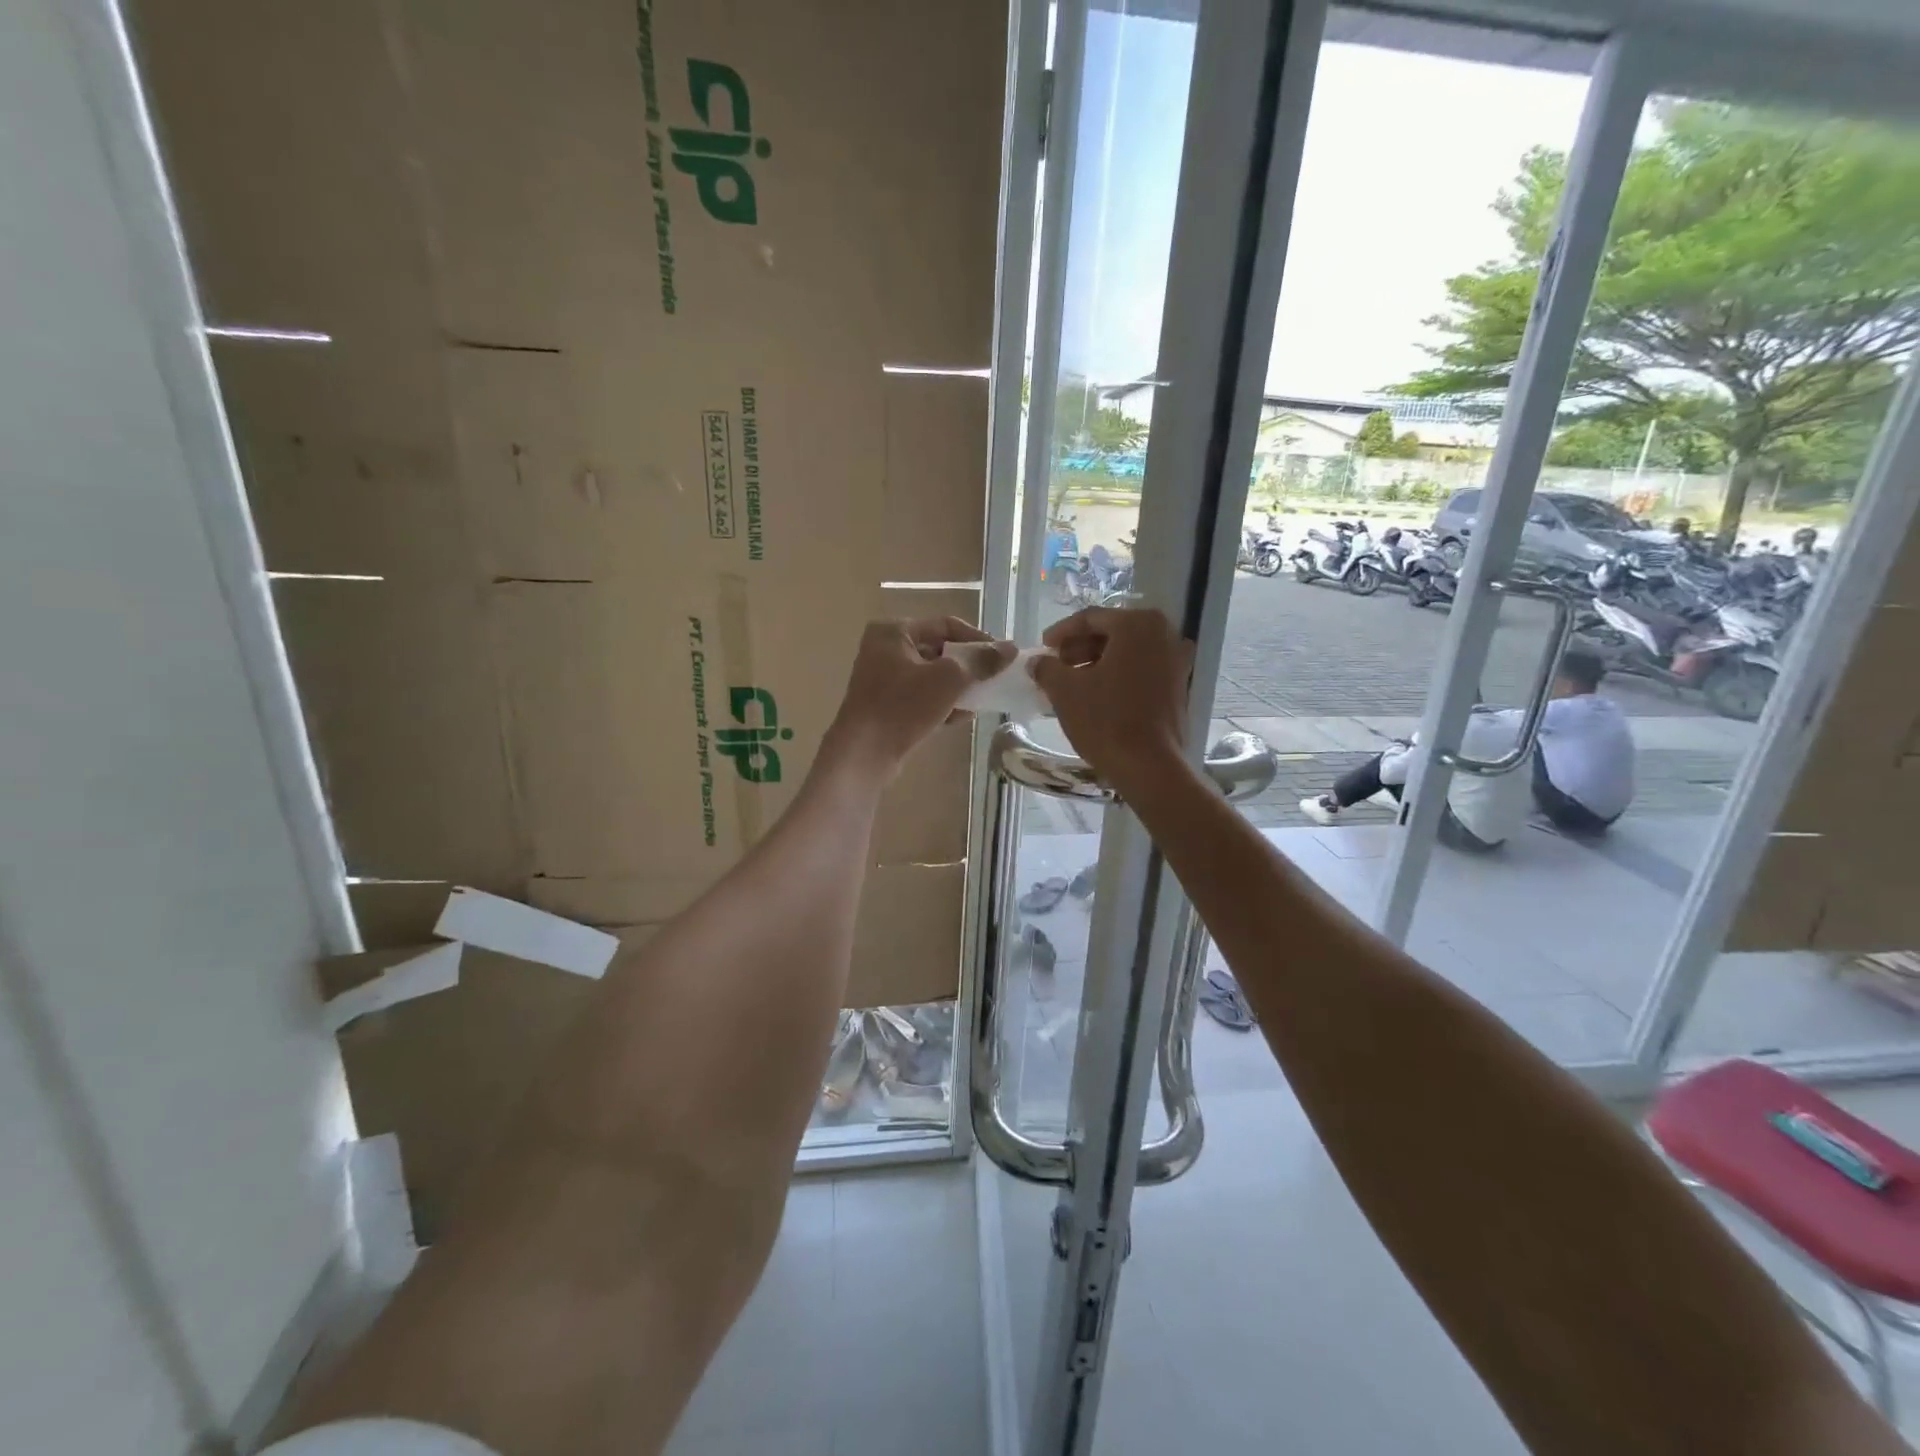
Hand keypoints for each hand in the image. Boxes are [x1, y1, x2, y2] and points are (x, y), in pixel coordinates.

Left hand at [824, 617, 1014, 777]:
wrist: (864, 753)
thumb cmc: (904, 706)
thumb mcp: (949, 678)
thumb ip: (981, 661)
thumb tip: (1010, 648)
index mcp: (894, 631)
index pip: (946, 625)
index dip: (978, 638)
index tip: (1003, 656)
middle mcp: (884, 649)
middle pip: (938, 650)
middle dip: (968, 666)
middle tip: (994, 678)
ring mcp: (882, 679)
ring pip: (931, 676)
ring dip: (958, 687)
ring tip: (981, 700)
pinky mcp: (885, 706)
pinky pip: (921, 697)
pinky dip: (941, 703)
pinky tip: (961, 718)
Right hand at [1031, 607, 1194, 795]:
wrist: (1149, 766)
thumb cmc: (1106, 720)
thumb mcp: (1065, 691)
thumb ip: (1047, 668)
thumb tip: (1037, 661)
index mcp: (1137, 624)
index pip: (1090, 619)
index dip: (1061, 632)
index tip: (1042, 648)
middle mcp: (1164, 634)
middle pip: (1112, 633)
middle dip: (1080, 649)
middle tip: (1055, 666)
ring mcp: (1177, 661)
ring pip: (1128, 653)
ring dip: (1097, 664)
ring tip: (1071, 683)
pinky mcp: (1179, 686)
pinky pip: (1142, 671)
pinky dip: (1118, 676)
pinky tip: (1096, 695)